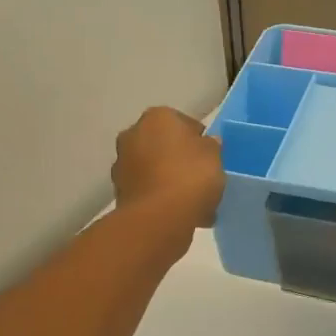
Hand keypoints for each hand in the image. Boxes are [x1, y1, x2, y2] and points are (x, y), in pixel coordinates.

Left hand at [112, 107, 223, 231]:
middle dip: (180, 159)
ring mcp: (122, 165)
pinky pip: (149, 191)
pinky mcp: (120, 193)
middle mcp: (133, 135)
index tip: (211, 157)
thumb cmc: (190, 176)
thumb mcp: (215, 156)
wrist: (159, 218)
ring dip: (170, 180)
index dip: (199, 140)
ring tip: (194, 202)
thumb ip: (211, 146)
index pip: (183, 123)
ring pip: (155, 169)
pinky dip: (161, 198)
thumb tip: (205, 144)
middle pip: (164, 145)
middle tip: (201, 177)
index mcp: (157, 117)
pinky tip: (181, 214)